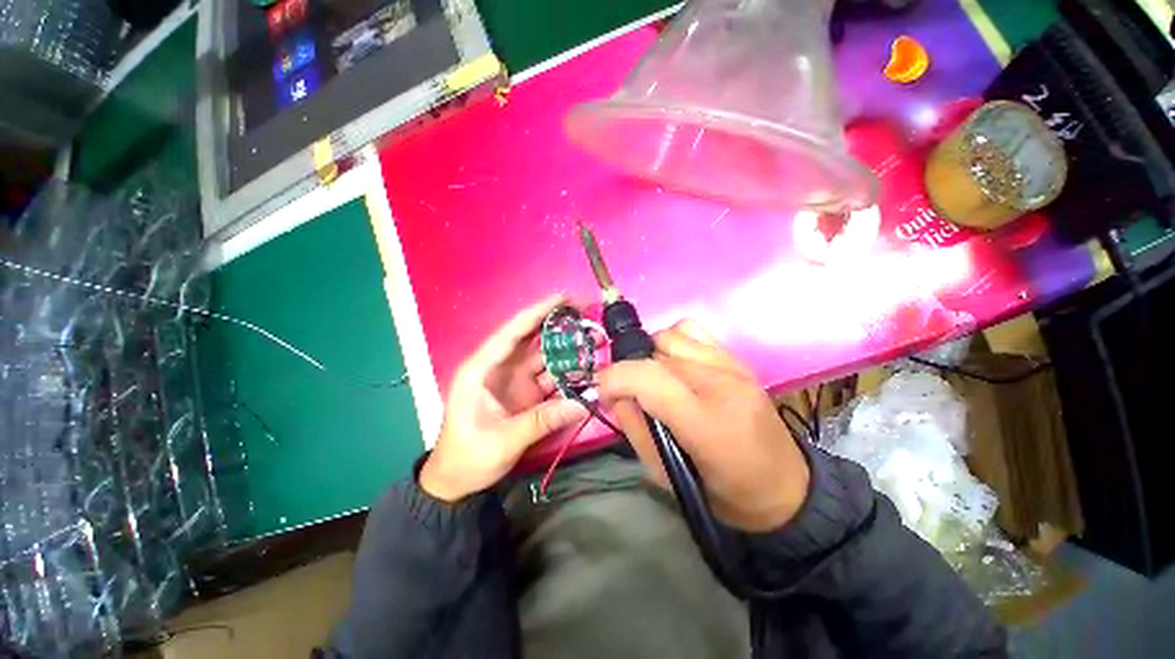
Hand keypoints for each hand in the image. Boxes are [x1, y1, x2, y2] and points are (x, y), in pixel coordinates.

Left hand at [420, 295, 589, 501]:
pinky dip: (566, 374)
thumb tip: (581, 405)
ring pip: (543, 357)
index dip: (537, 313)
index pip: (511, 333)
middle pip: (530, 339)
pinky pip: (549, 378)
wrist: (456, 482)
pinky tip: (585, 370)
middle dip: (557, 325)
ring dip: (567, 349)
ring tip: (594, 340)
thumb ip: (541, 421)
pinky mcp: (525, 394)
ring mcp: (514, 381)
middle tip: (586, 313)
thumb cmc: (468, 458)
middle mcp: (499, 368)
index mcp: (481, 369)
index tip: (563, 298)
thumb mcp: (503, 441)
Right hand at [596, 321, 809, 531]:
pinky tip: (675, 364)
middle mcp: (720, 382)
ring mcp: (733, 366)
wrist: (784, 489)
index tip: (604, 393)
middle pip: (655, 352)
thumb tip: (615, 395)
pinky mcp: (739, 360)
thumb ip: (634, 428)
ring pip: (670, 335)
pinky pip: (693, 331)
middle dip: (630, 371)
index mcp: (704, 420)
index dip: (614, 378)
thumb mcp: (665, 475)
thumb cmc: (722, 493)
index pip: (646, 375)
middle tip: (629, 394)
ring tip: (653, 378)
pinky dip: (674, 341)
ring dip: (650, 353)